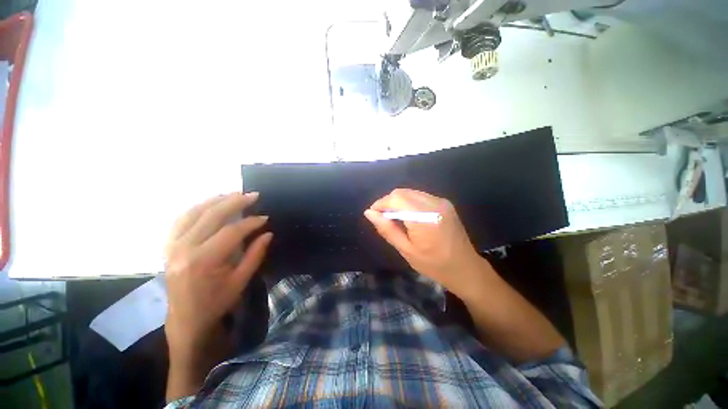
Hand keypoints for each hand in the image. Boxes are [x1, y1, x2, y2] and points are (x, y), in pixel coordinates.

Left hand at [164, 192, 271, 364]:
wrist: (186, 319)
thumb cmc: (217, 302)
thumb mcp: (241, 281)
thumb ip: (255, 254)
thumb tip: (267, 233)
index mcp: (203, 261)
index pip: (231, 231)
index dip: (251, 222)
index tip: (265, 217)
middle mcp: (184, 249)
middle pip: (211, 216)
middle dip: (235, 202)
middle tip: (253, 195)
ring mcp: (172, 246)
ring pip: (193, 213)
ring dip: (215, 200)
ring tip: (234, 194)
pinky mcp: (168, 246)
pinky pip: (181, 219)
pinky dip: (197, 208)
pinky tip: (210, 204)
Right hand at [364, 189, 489, 298]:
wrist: (465, 268)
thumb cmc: (434, 265)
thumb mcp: (406, 250)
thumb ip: (387, 229)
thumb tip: (369, 213)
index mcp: (424, 218)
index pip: (396, 198)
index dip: (381, 204)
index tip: (373, 215)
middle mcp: (434, 204)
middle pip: (402, 192)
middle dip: (388, 202)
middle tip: (383, 219)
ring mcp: (441, 201)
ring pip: (410, 193)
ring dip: (398, 202)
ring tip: (395, 219)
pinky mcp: (444, 203)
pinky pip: (419, 196)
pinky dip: (409, 203)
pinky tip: (409, 217)